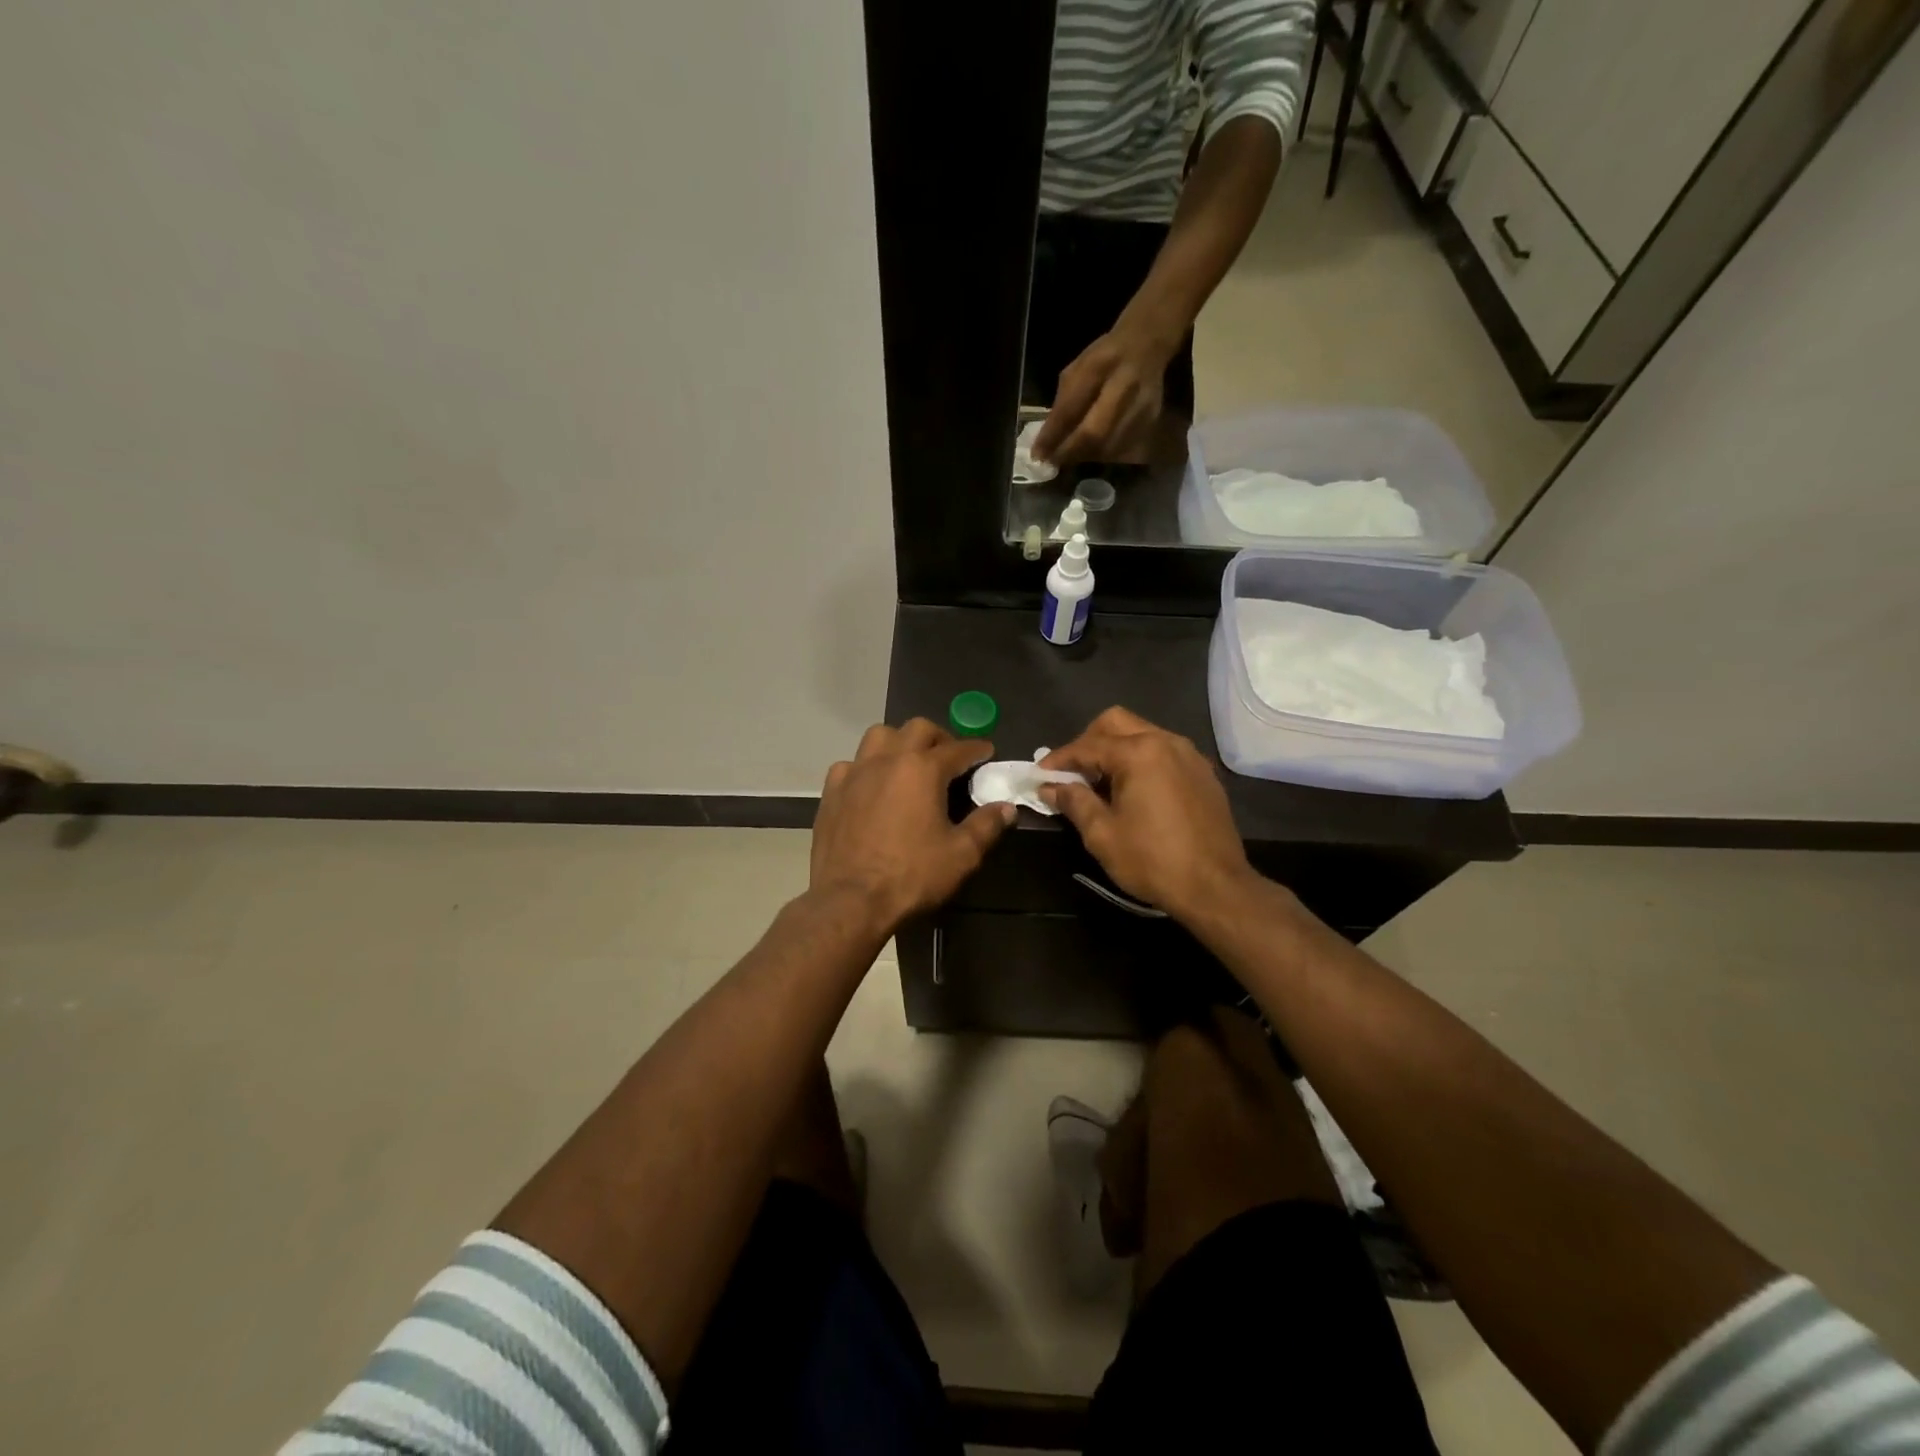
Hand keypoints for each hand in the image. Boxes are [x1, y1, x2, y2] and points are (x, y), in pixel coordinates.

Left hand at [810, 719, 1014, 932]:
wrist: (850, 901)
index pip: (958, 748)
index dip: (976, 749)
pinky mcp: (832, 791)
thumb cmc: (911, 876)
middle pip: (917, 729)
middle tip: (950, 758)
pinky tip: (871, 786)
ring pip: (879, 736)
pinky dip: (866, 767)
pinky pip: (850, 765)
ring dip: (899, 742)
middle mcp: (888, 759)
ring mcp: (855, 773)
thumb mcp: (961, 855)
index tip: (987, 752)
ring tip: (909, 763)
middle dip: (939, 737)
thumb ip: (986, 826)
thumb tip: (1006, 808)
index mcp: (922, 769)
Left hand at [1032, 325, 1174, 468]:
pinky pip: (1122, 448)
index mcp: (1099, 366)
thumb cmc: (1104, 358)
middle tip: (1054, 462)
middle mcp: (1124, 386)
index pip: (1071, 407)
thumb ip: (1063, 403)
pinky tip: (1093, 451)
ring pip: (1108, 446)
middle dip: (1070, 452)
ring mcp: (1141, 405)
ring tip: (1071, 457)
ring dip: (1085, 457)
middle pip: (1095, 433)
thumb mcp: (1078, 369)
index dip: (1053, 434)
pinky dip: (1103, 455)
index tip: (1038, 454)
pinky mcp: (1151, 420)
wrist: (1147, 344)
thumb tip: (1047, 442)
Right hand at [1039, 707, 1255, 920]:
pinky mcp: (1203, 773)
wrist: (1216, 888)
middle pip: (1116, 723)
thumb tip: (1050, 787)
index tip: (1038, 774)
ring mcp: (1189, 755)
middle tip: (1072, 772)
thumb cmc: (1152, 860)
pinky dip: (1141, 760)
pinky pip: (1164, 752)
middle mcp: (1166, 742)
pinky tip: (1133, 790)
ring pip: (1142, 733)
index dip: (1059, 760)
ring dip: (1116, 749)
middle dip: (1088, 742)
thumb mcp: (1102, 834)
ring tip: (1100, 782)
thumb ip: (1074, 801)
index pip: (1087, 746)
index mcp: (1139, 752)